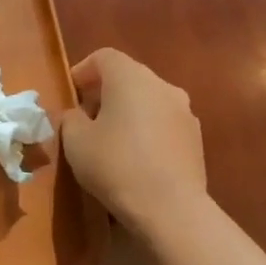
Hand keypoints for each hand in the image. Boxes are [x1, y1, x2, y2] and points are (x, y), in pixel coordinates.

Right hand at [61, 48, 206, 237]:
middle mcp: (162, 86)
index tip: (70, 94)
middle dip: (104, 92)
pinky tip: (133, 158)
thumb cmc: (114, 164)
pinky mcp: (195, 138)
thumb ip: (71, 118)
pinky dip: (146, 130)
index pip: (104, 57)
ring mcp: (184, 112)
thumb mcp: (74, 140)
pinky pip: (163, 123)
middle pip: (128, 76)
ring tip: (109, 140)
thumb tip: (79, 115)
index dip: (82, 70)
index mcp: (130, 78)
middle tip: (85, 118)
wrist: (170, 207)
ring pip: (148, 100)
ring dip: (127, 111)